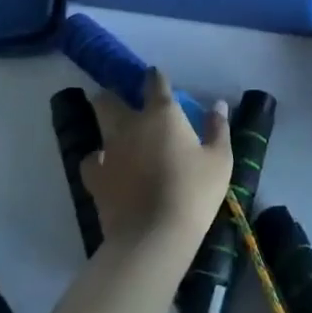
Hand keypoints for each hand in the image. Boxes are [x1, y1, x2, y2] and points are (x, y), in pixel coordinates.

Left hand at [82, 69, 232, 251]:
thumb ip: (218, 129)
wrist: (153, 236)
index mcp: (162, 114)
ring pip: (97, 126)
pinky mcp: (95, 178)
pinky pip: (91, 161)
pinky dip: (98, 161)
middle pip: (109, 99)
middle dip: (113, 95)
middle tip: (123, 102)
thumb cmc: (193, 192)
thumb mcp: (219, 160)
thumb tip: (218, 105)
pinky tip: (107, 168)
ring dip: (105, 126)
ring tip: (116, 135)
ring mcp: (109, 151)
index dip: (155, 76)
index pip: (154, 82)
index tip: (156, 76)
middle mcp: (130, 125)